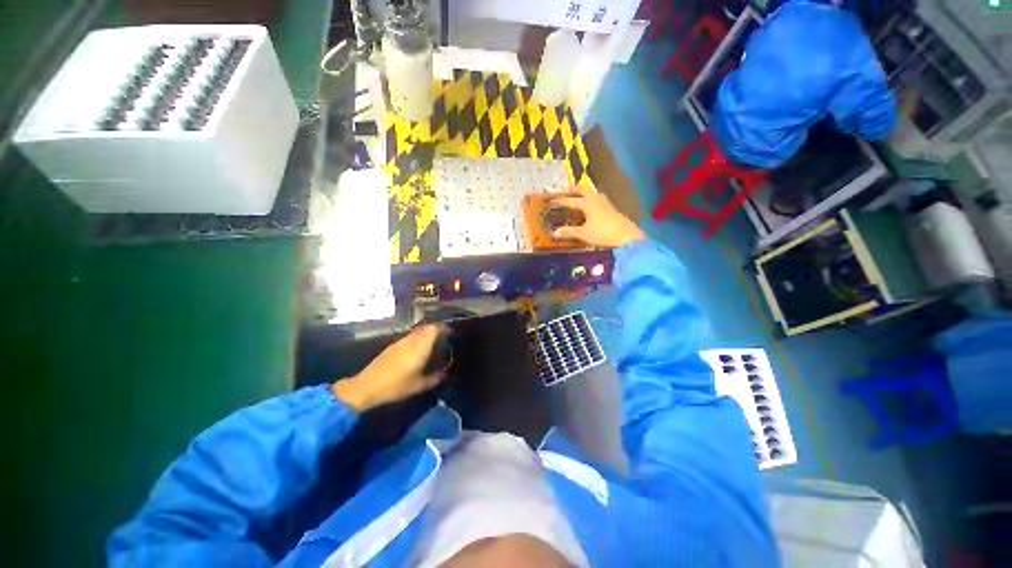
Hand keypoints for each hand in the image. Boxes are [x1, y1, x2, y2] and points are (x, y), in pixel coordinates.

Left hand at [331, 325, 445, 411]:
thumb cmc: (395, 386)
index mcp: (419, 347)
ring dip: (426, 335)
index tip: (451, 333)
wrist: (366, 387)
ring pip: (417, 332)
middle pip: (426, 328)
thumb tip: (445, 374)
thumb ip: (435, 379)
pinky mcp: (392, 346)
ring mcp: (400, 342)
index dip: (444, 328)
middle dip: (437, 330)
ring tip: (433, 345)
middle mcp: (411, 340)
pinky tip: (417, 351)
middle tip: (444, 338)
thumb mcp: (419, 386)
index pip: (434, 328)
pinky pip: (410, 337)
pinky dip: (417, 340)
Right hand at [551, 185, 645, 248]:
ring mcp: (605, 203)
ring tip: (577, 196)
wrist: (626, 236)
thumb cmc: (602, 233)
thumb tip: (554, 233)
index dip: (560, 201)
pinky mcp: (611, 208)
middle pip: (583, 190)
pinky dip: (590, 199)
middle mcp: (596, 199)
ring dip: (583, 193)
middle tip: (564, 191)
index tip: (551, 201)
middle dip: (573, 190)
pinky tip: (591, 205)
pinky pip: (597, 198)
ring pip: (592, 193)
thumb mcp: (584, 234)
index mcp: (587, 203)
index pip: (571, 200)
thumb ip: (569, 232)